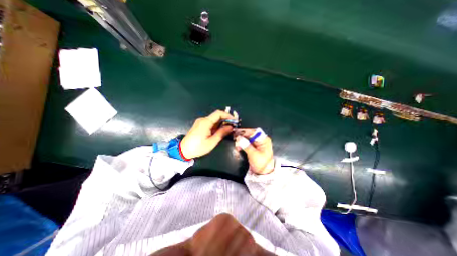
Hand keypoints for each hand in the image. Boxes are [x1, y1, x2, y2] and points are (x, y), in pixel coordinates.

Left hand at [180, 110, 235, 159]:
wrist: (183, 150)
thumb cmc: (198, 147)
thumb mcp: (212, 142)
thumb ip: (222, 133)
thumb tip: (230, 127)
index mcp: (206, 122)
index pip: (219, 113)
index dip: (228, 115)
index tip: (234, 120)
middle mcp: (203, 120)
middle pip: (217, 116)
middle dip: (226, 120)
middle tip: (233, 126)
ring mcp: (201, 122)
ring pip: (214, 119)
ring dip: (222, 123)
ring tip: (228, 129)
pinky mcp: (200, 125)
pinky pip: (210, 123)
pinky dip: (217, 125)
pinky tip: (220, 131)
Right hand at [234, 129, 272, 174]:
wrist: (262, 173)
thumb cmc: (261, 164)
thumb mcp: (253, 155)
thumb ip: (246, 145)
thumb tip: (239, 138)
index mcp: (264, 140)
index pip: (254, 132)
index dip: (245, 131)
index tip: (237, 132)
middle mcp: (260, 140)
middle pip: (250, 134)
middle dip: (242, 136)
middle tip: (234, 137)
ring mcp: (256, 143)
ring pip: (246, 138)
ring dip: (240, 140)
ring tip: (236, 144)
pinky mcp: (252, 147)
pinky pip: (246, 142)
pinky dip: (241, 144)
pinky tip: (238, 147)